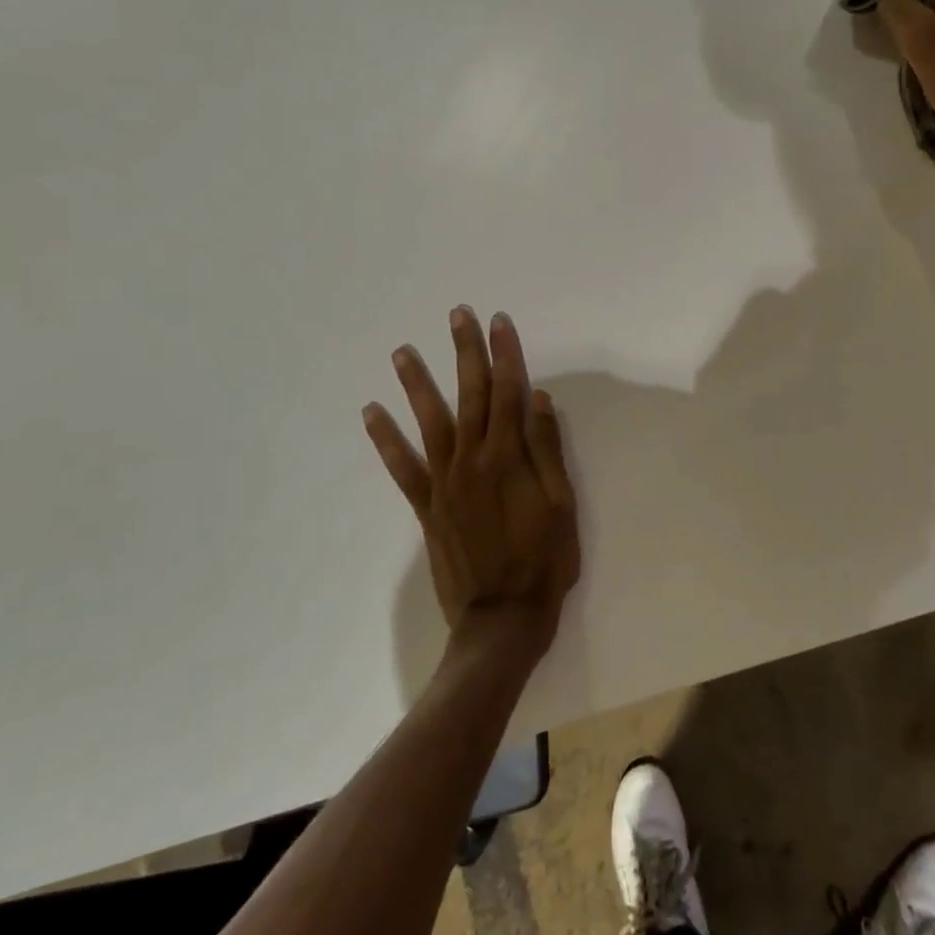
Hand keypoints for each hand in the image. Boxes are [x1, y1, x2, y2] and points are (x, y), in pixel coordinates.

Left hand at [363, 306, 578, 662]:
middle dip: (464, 352)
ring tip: (402, 351)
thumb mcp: (562, 505)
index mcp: (509, 457)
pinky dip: (385, 440)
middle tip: (457, 315)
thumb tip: (536, 397)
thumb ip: (547, 449)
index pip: (508, 392)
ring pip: (430, 421)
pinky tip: (371, 414)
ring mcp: (445, 482)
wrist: (502, 619)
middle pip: (470, 395)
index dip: (506, 354)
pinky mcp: (427, 507)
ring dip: (416, 384)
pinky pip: (402, 467)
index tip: (500, 322)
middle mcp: (472, 460)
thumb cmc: (544, 561)